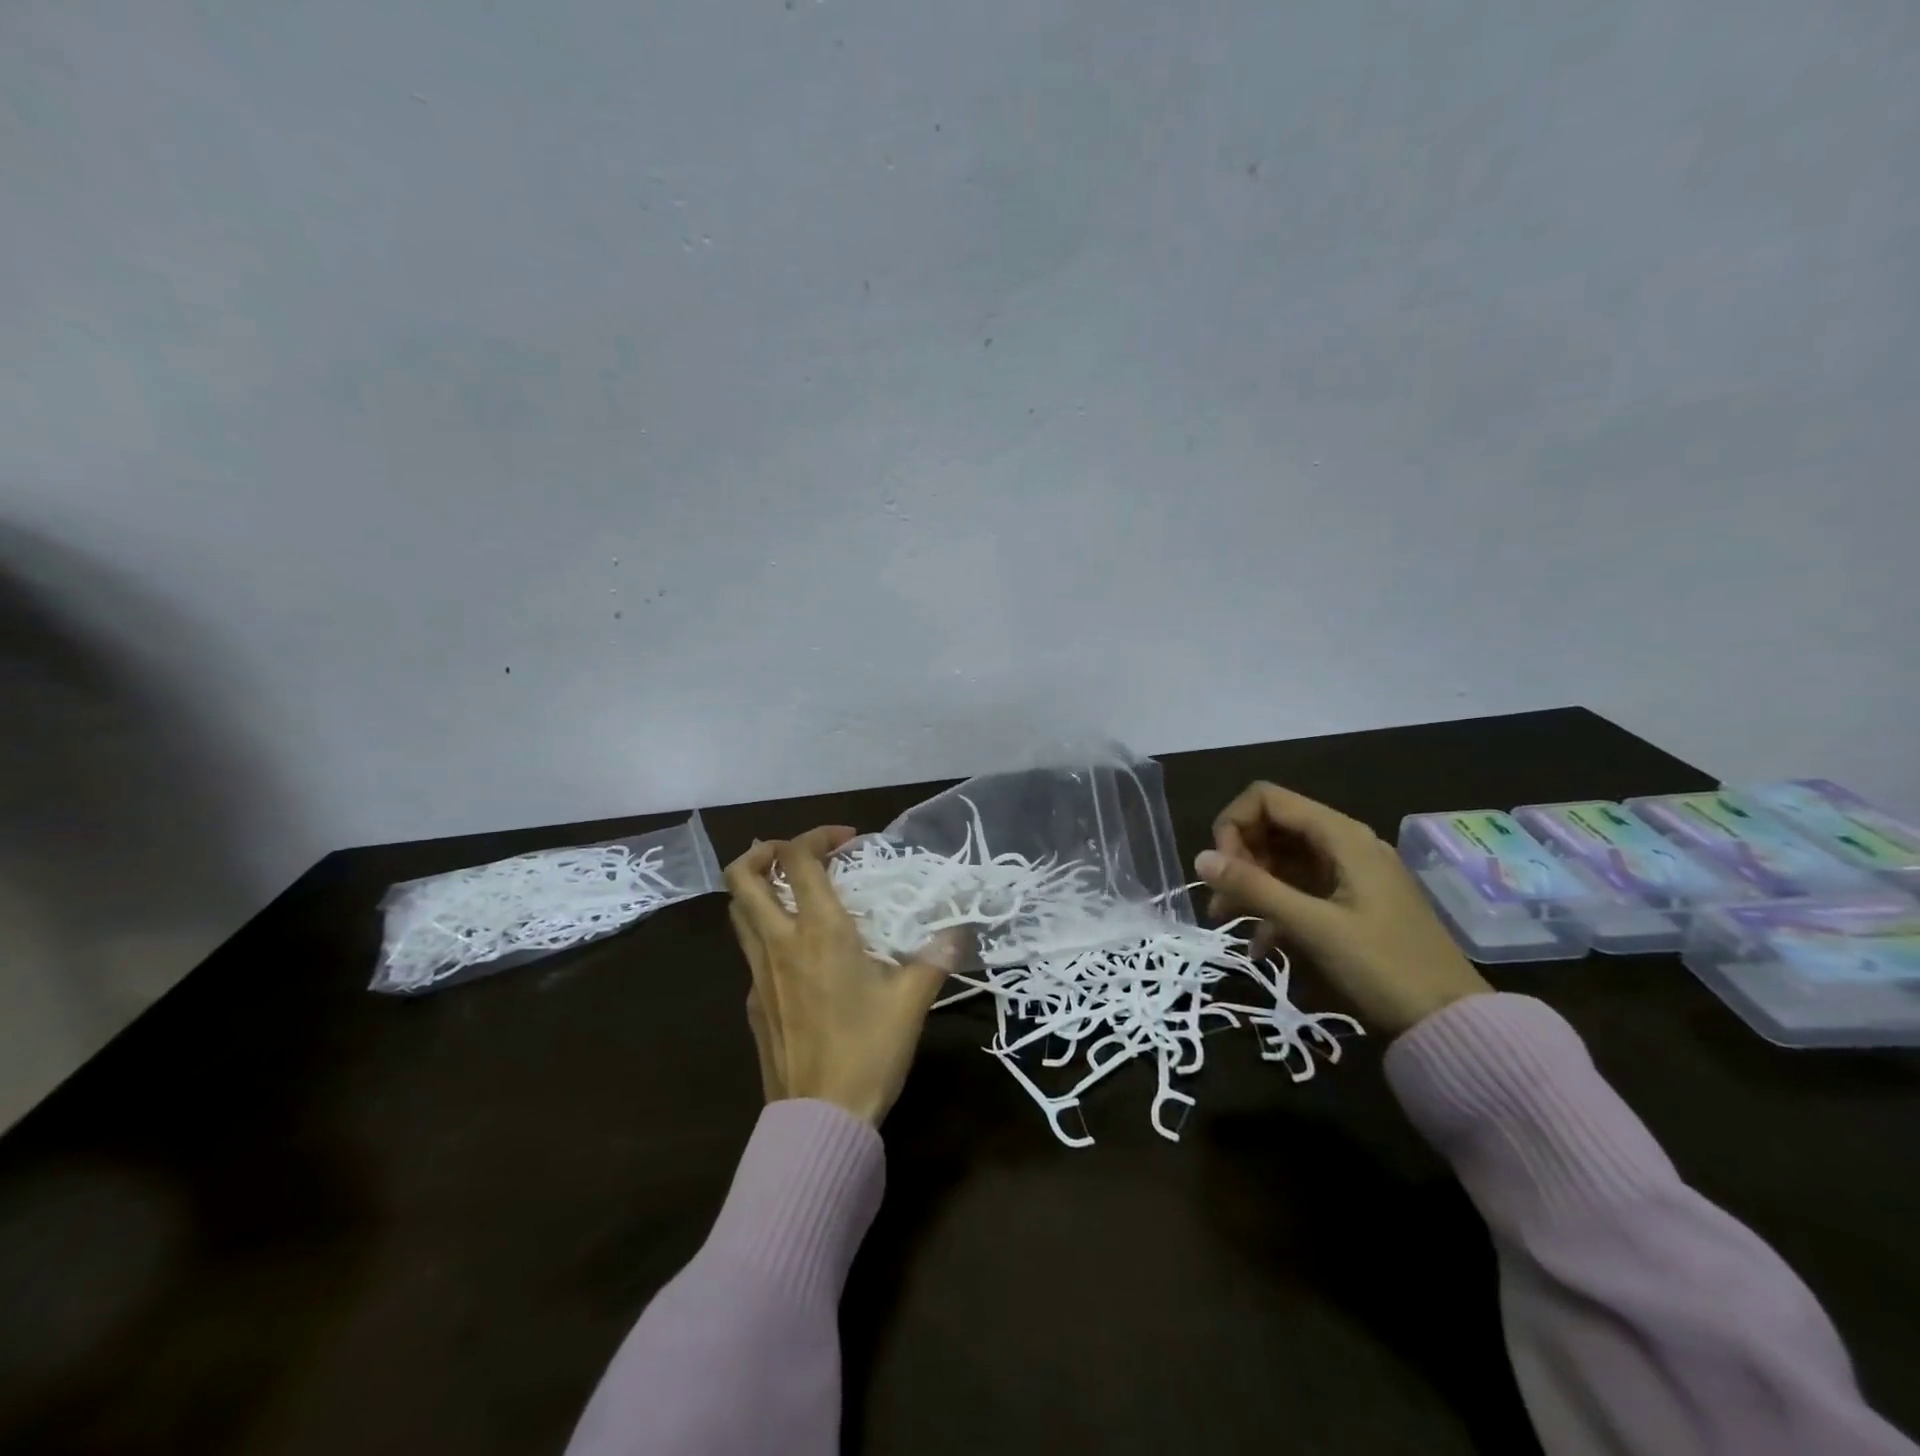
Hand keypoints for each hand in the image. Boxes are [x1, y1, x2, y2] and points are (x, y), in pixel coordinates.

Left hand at [724, 826, 955, 1125]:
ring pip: (739, 913)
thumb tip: (958, 931)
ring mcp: (758, 974)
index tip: (847, 842)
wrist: (820, 1119)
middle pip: (742, 877)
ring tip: (793, 892)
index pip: (798, 859)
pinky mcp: (754, 1003)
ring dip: (759, 889)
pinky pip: (751, 952)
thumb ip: (934, 958)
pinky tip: (800, 957)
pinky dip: (767, 933)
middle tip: (797, 855)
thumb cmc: (868, 1051)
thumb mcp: (911, 1001)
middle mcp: (780, 943)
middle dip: (763, 852)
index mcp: (819, 932)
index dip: (817, 836)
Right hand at [1194, 782, 1490, 1035]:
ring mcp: (1350, 873)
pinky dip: (1275, 905)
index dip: (1234, 825)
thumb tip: (1200, 858)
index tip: (1223, 870)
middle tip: (1222, 900)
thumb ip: (1255, 888)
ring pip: (1283, 858)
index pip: (1267, 799)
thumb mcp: (1312, 926)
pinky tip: (1261, 943)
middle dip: (1239, 856)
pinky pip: (1300, 887)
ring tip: (1228, 920)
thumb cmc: (1383, 967)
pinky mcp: (1352, 901)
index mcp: (1341, 836)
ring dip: (1251, 882)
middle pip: (1273, 826)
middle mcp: (1344, 843)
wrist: (1451, 1023)